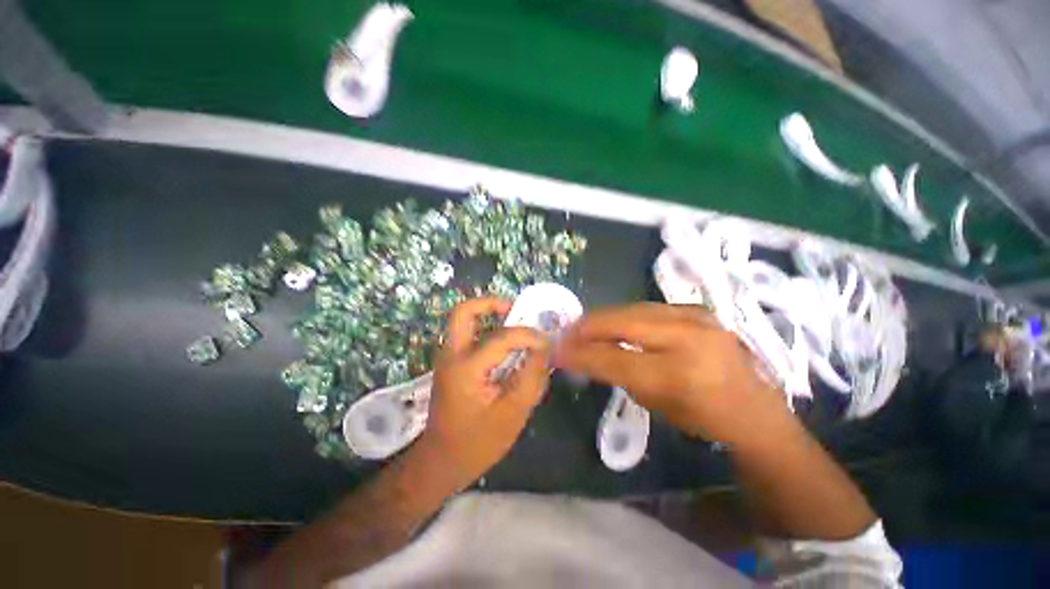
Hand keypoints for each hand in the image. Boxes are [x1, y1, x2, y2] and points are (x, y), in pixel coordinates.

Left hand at [417, 298, 552, 491]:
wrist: (441, 462)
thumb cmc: (477, 443)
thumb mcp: (513, 413)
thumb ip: (531, 376)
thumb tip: (544, 348)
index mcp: (466, 368)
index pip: (502, 337)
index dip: (528, 335)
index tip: (547, 342)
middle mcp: (451, 355)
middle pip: (464, 311)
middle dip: (491, 303)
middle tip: (516, 311)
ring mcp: (447, 358)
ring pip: (463, 320)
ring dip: (488, 314)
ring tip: (515, 323)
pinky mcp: (451, 364)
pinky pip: (468, 334)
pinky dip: (487, 330)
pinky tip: (506, 345)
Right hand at [555, 303, 790, 444]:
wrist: (752, 409)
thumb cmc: (701, 418)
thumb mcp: (652, 402)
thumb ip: (614, 373)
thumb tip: (580, 353)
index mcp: (678, 375)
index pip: (613, 357)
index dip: (580, 352)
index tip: (557, 350)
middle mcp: (688, 338)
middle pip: (620, 322)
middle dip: (587, 327)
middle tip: (566, 333)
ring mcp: (696, 317)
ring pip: (631, 309)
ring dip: (603, 318)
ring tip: (584, 327)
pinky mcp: (697, 309)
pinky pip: (646, 308)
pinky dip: (623, 316)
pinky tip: (612, 324)